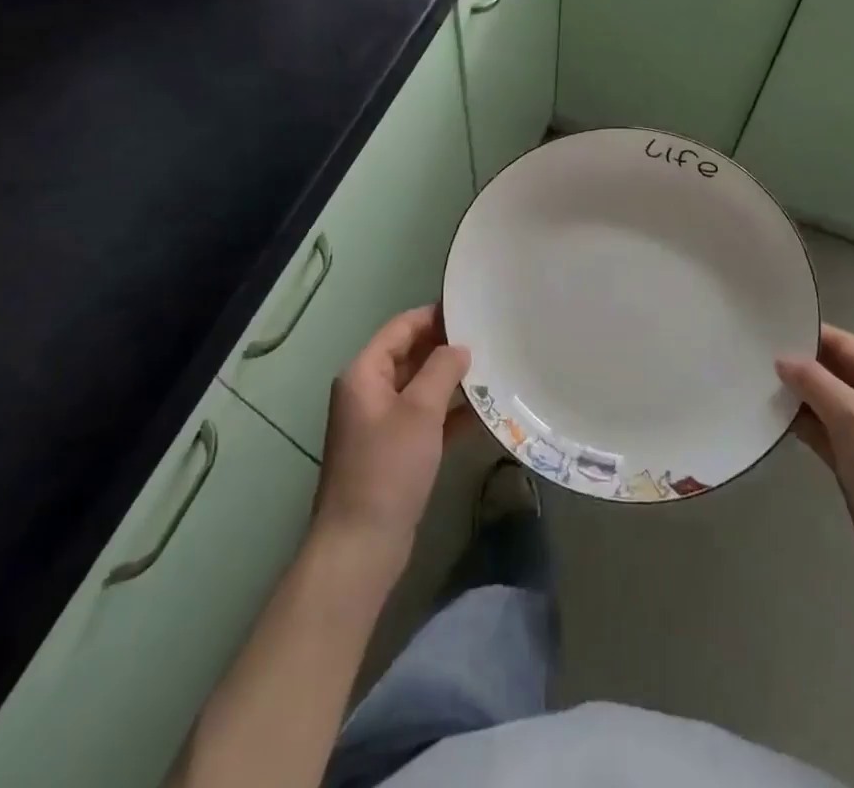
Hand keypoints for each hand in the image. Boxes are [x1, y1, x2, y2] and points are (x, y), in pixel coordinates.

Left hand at [311, 305, 469, 583]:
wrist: (360, 546)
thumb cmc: (387, 468)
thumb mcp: (419, 411)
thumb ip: (441, 369)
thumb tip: (460, 347)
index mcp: (364, 373)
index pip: (401, 327)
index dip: (434, 315)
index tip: (470, 308)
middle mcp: (369, 392)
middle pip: (411, 355)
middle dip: (446, 347)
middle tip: (489, 336)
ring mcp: (381, 423)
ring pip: (421, 387)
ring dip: (451, 380)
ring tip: (493, 367)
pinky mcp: (395, 451)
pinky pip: (426, 418)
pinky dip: (450, 412)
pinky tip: (484, 410)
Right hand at [777, 325, 853, 597]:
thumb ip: (816, 383)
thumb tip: (781, 358)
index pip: (851, 348)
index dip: (812, 336)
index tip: (770, 326)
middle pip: (839, 374)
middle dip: (802, 366)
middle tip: (755, 353)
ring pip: (829, 405)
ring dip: (799, 396)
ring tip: (755, 380)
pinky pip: (826, 433)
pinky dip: (802, 424)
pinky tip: (771, 415)